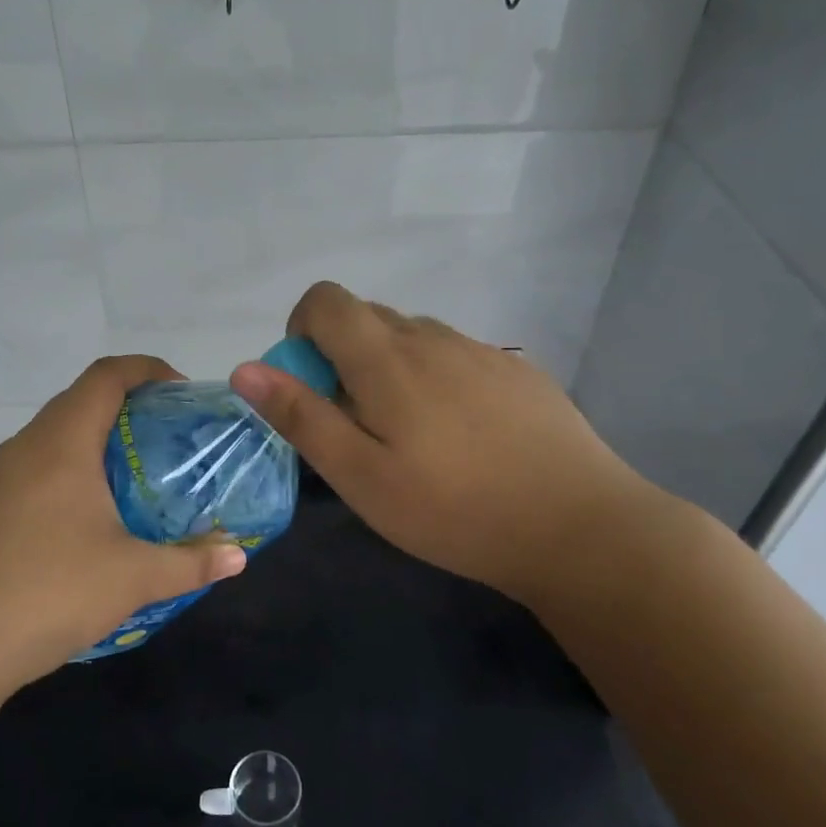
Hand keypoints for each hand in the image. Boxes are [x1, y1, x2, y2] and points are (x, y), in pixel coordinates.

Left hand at [0, 356, 246, 703]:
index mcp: (62, 444)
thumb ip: (191, 562)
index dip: (147, 370)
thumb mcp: (133, 578)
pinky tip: (89, 514)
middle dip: (128, 404)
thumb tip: (239, 556)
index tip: (182, 393)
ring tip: (135, 472)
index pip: (106, 376)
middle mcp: (26, 447)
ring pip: (55, 433)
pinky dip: (70, 467)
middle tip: (169, 435)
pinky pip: (36, 465)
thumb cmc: (50, 594)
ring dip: (96, 437)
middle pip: (80, 399)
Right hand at [229, 281, 645, 607]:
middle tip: (357, 427)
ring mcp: (481, 351)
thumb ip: (302, 417)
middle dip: (343, 356)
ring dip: (390, 369)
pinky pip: (455, 357)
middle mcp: (432, 337)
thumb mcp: (361, 476)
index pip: (326, 300)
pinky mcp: (517, 371)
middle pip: (368, 317)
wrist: (578, 526)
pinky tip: (463, 439)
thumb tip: (247, 368)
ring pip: (413, 337)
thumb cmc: (453, 509)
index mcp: (387, 358)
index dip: (302, 330)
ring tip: (412, 439)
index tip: (312, 386)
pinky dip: (435, 380)